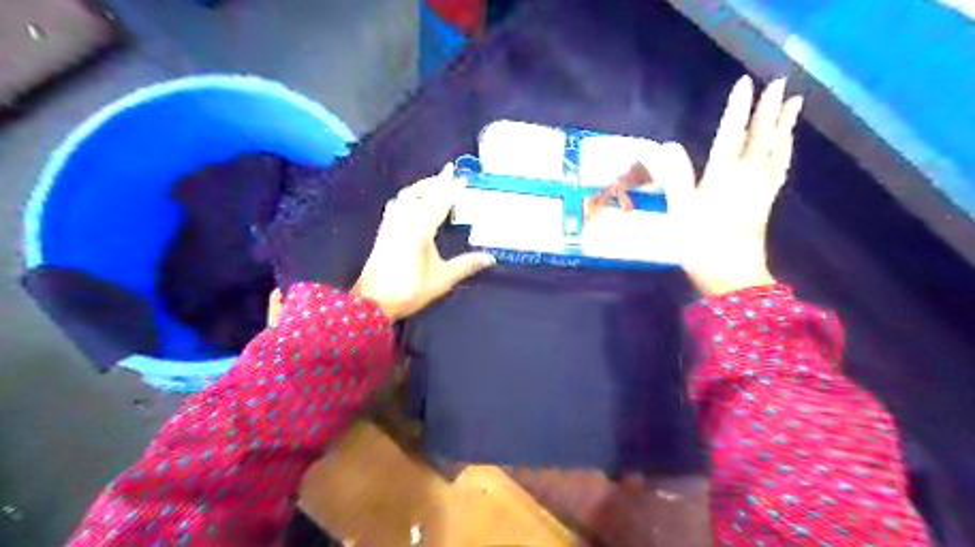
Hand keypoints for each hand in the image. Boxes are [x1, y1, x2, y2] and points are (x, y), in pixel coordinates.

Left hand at [352, 164, 495, 321]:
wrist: (373, 300)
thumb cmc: (410, 289)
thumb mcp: (443, 279)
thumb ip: (466, 265)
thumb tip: (490, 258)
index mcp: (421, 228)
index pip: (439, 201)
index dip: (450, 188)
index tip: (459, 175)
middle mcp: (404, 220)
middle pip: (420, 192)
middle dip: (435, 182)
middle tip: (448, 175)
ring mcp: (391, 224)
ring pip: (405, 196)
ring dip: (420, 187)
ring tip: (433, 186)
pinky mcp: (383, 232)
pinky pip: (396, 205)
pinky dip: (407, 197)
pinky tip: (410, 203)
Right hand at [646, 74, 798, 293]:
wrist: (732, 275)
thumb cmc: (700, 243)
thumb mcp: (680, 210)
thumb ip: (675, 176)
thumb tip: (667, 145)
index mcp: (722, 176)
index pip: (730, 134)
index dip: (737, 109)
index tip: (744, 83)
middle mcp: (746, 176)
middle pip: (760, 137)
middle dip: (769, 109)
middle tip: (781, 82)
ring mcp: (760, 189)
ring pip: (776, 150)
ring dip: (785, 125)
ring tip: (795, 104)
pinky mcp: (766, 202)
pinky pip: (780, 169)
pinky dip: (785, 152)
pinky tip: (787, 146)